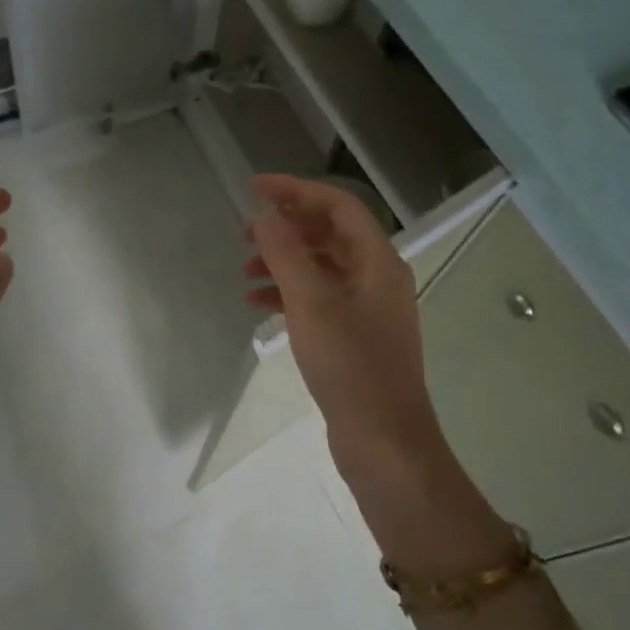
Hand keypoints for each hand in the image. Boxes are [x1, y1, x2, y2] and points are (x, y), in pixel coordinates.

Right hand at [244, 174, 447, 488]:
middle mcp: (377, 278)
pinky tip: (259, 306)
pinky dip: (289, 295)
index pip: (337, 206)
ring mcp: (368, 309)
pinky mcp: (355, 337)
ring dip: (283, 263)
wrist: (384, 442)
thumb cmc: (351, 367)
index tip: (254, 187)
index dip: (296, 190)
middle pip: (330, 234)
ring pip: (321, 268)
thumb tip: (265, 215)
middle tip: (244, 233)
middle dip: (286, 228)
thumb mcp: (312, 304)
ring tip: (244, 272)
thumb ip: (286, 254)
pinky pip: (319, 300)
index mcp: (378, 262)